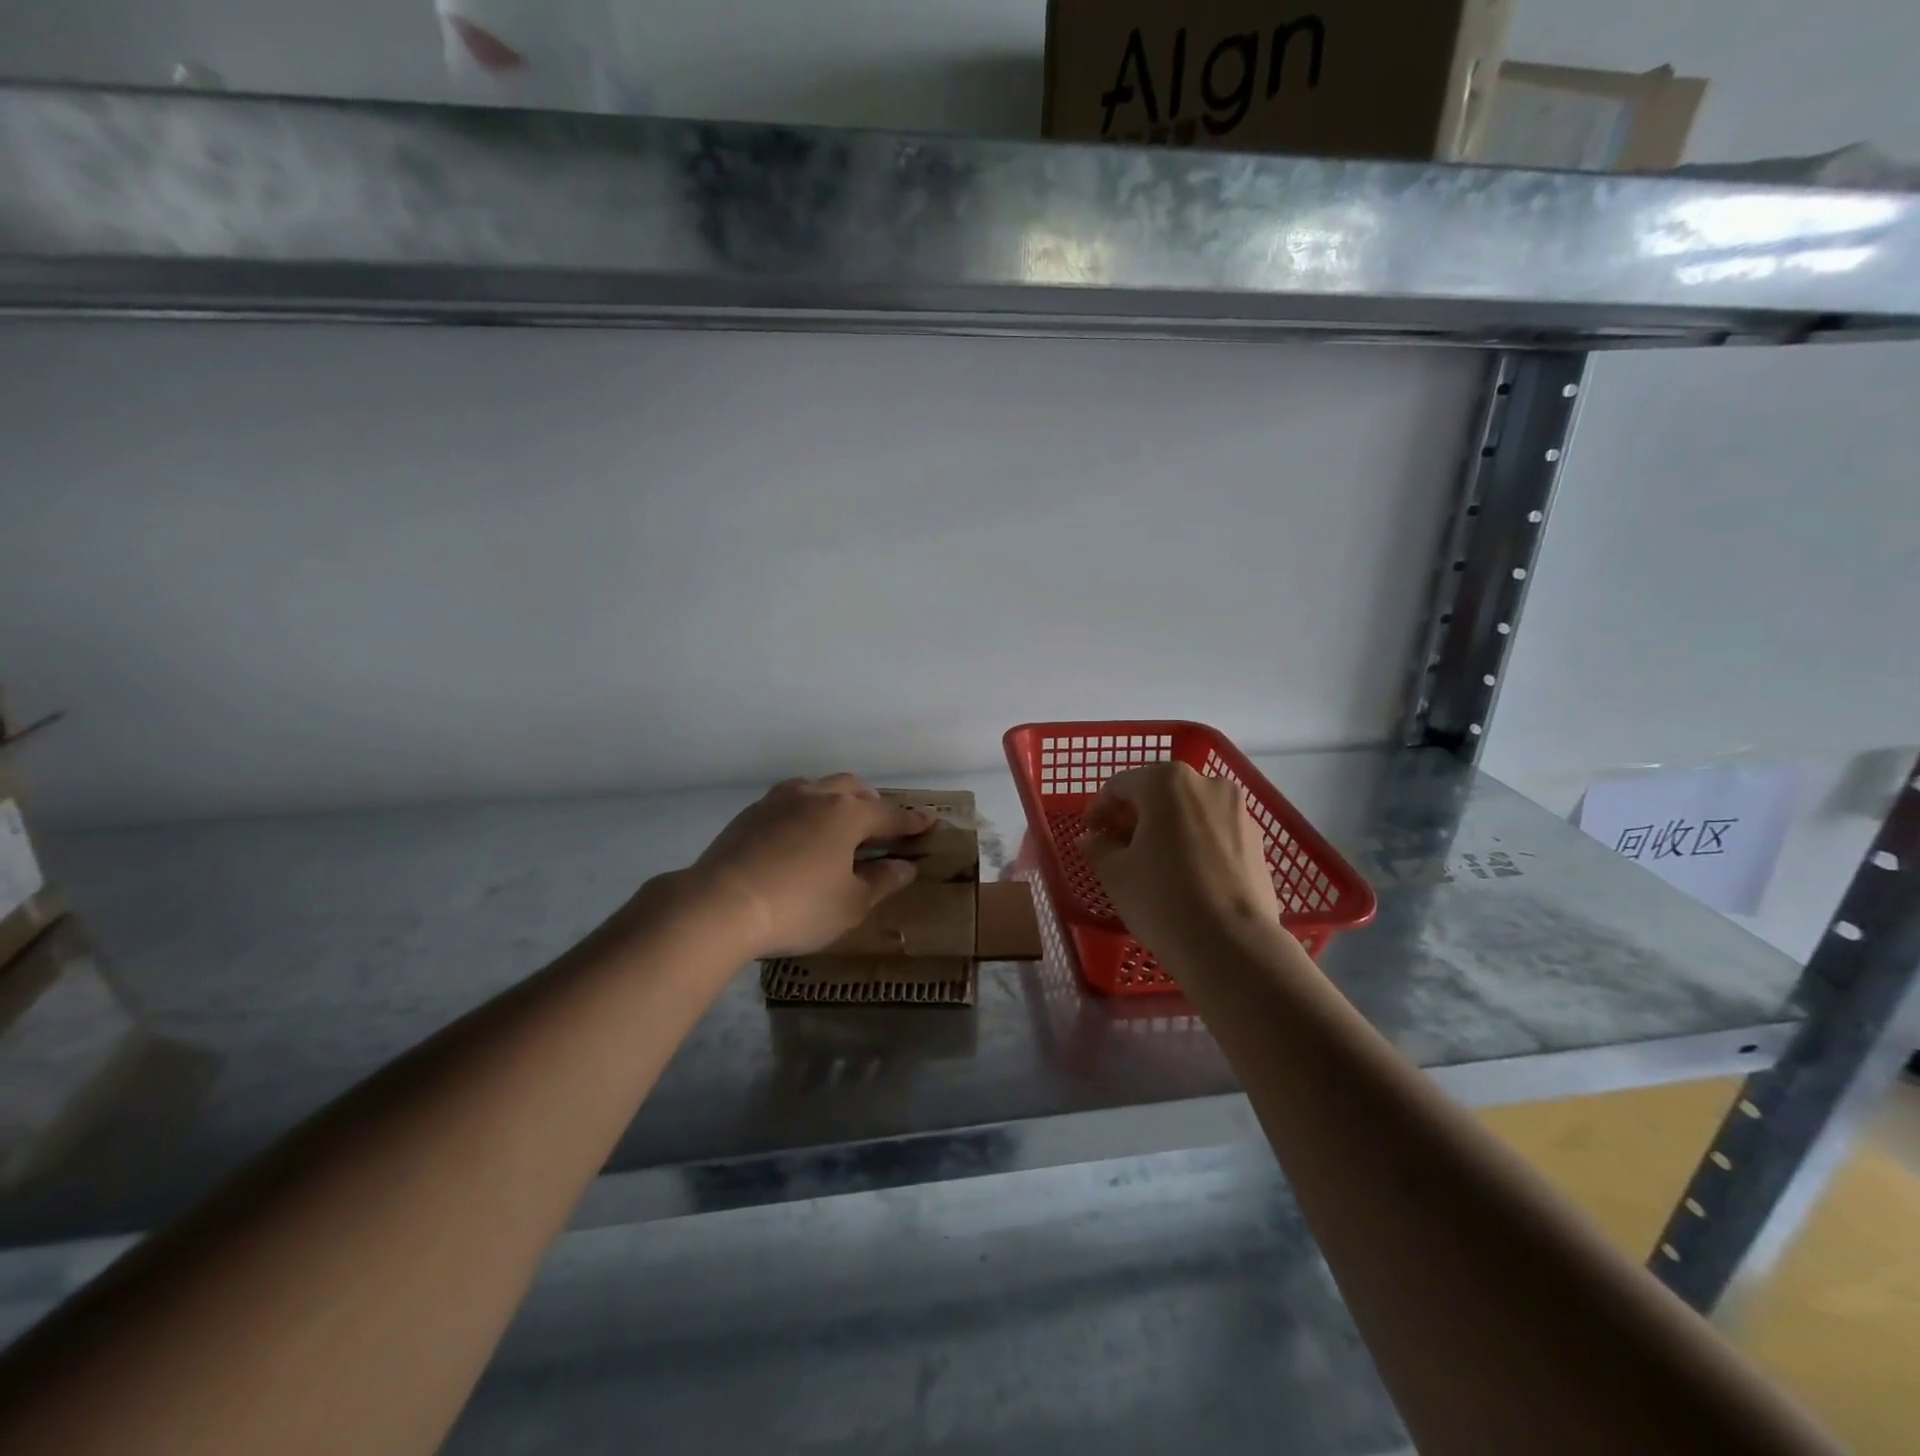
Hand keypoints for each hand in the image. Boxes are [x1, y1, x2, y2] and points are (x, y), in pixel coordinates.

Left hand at [680, 774, 935, 957]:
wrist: (720, 905)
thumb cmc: (798, 907)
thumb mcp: (850, 904)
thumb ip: (882, 881)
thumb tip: (905, 866)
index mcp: (847, 814)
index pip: (890, 814)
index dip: (912, 821)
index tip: (929, 820)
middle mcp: (816, 796)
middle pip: (852, 789)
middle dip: (871, 803)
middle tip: (879, 826)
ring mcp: (779, 801)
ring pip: (817, 788)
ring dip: (835, 800)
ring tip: (837, 824)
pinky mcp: (750, 814)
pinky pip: (789, 801)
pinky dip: (805, 810)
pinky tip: (798, 834)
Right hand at [1080, 762, 1280, 958]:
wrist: (1233, 946)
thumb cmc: (1162, 899)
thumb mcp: (1115, 873)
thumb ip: (1098, 846)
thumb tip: (1093, 838)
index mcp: (1167, 782)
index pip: (1120, 785)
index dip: (1099, 809)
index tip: (1091, 834)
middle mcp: (1207, 784)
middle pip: (1158, 793)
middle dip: (1135, 816)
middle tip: (1118, 847)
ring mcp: (1238, 811)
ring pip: (1189, 811)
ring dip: (1166, 829)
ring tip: (1153, 863)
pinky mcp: (1257, 840)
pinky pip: (1214, 832)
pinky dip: (1194, 843)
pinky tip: (1185, 875)